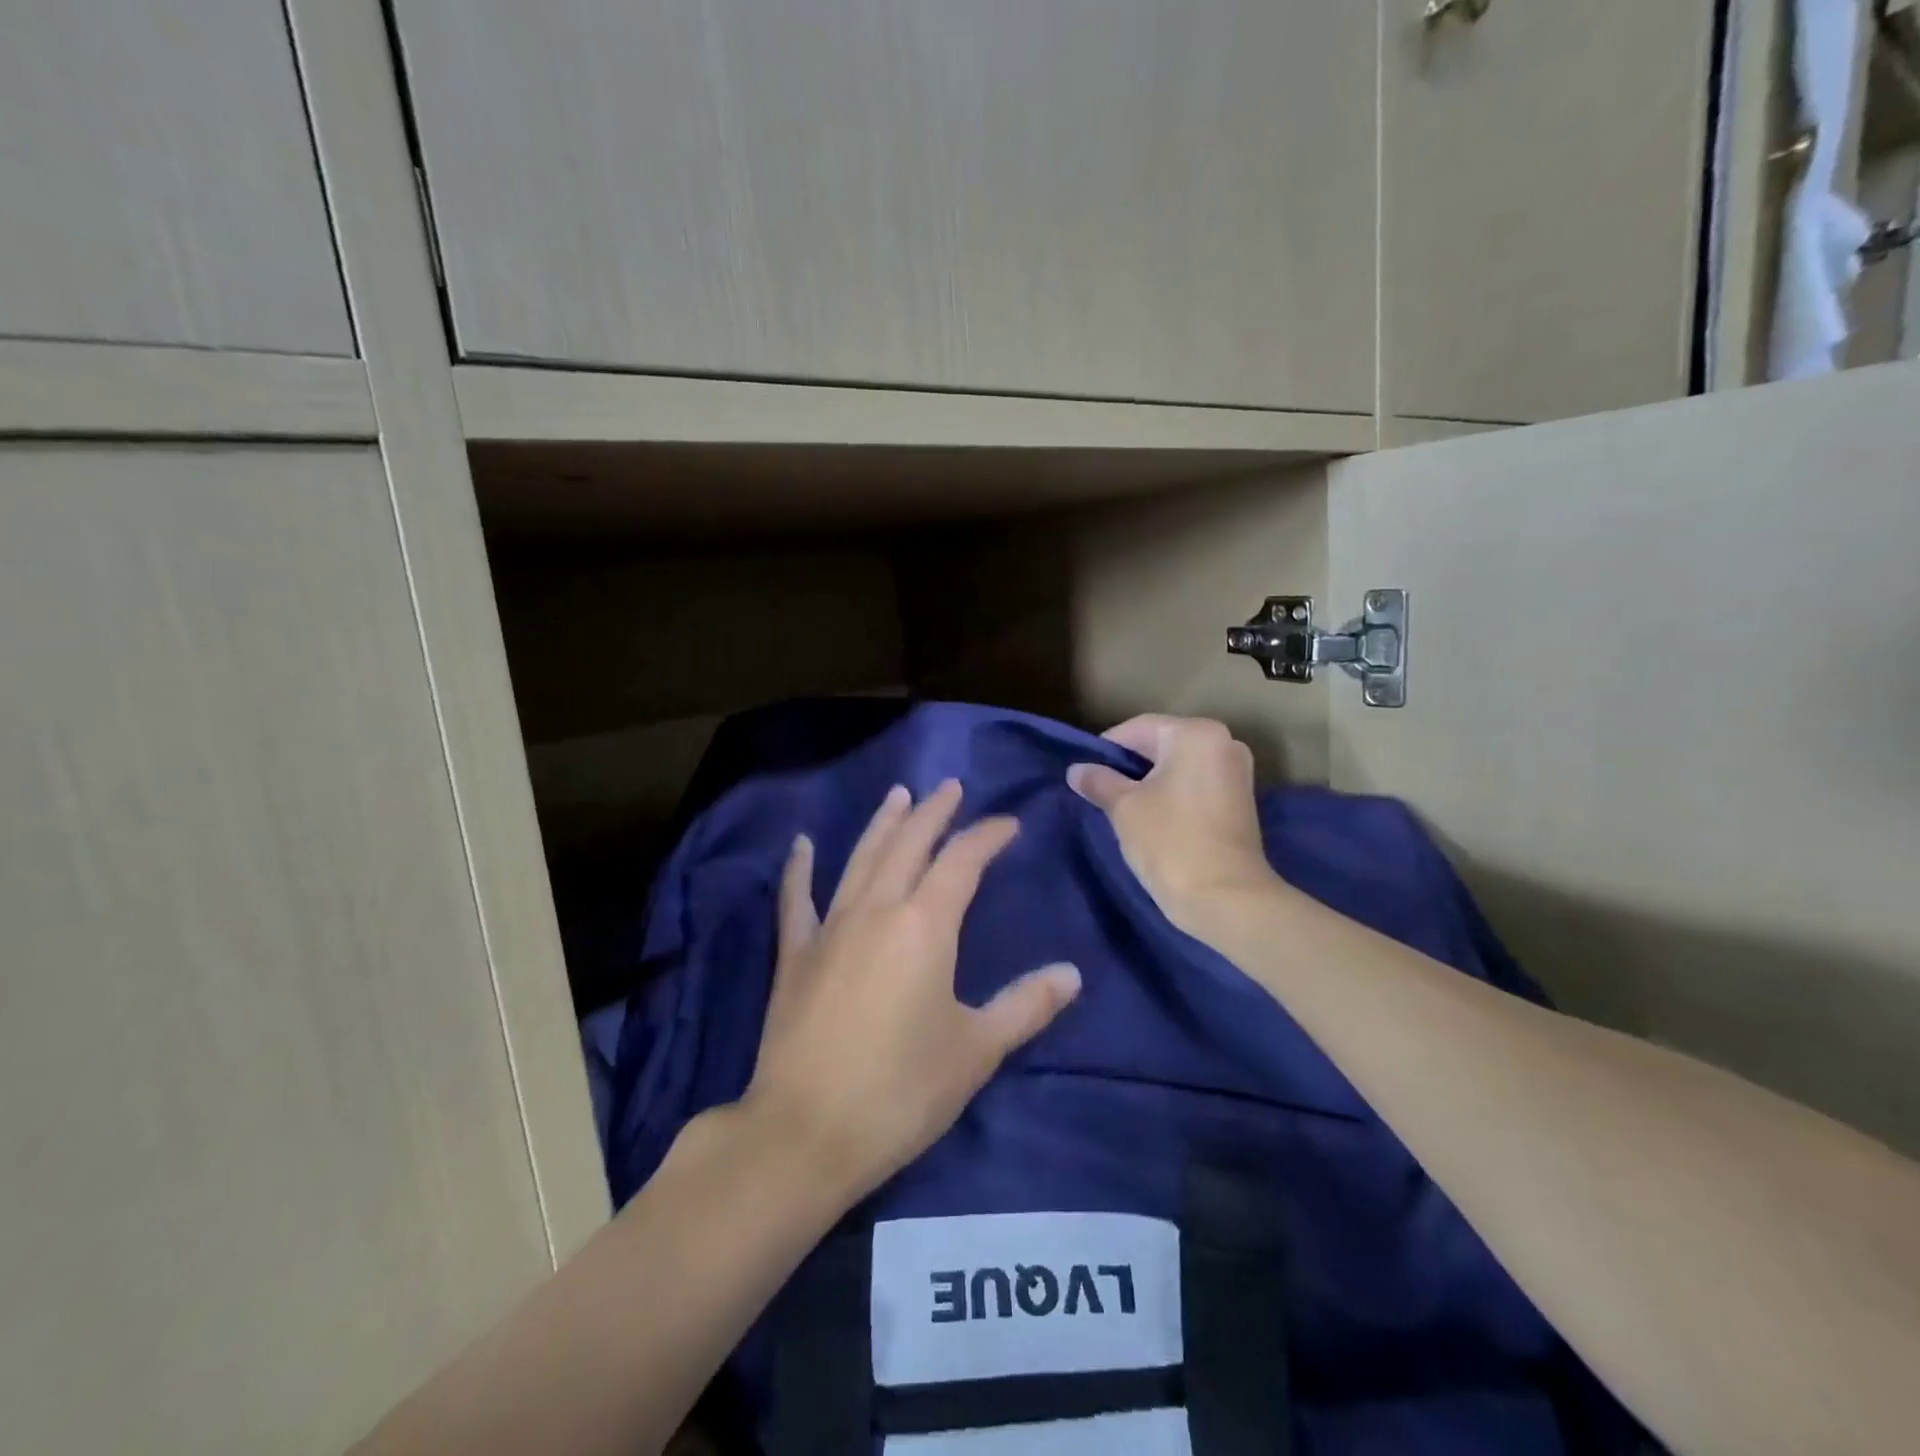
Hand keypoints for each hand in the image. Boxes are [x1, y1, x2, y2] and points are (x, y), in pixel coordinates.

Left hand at [743, 781, 1081, 1201]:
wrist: (806, 1132)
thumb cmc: (901, 1091)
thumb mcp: (976, 1050)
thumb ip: (1025, 1006)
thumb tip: (1072, 974)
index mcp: (925, 924)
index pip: (962, 861)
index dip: (987, 836)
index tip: (1008, 824)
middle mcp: (877, 909)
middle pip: (909, 844)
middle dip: (934, 812)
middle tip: (951, 788)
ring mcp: (830, 927)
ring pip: (861, 858)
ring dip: (883, 824)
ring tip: (899, 794)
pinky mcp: (796, 954)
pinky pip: (797, 899)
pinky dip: (799, 869)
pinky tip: (801, 844)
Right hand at [1067, 715, 1281, 929]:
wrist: (1225, 898)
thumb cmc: (1170, 841)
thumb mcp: (1124, 807)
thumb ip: (1099, 781)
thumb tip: (1076, 770)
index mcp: (1196, 734)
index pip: (1139, 728)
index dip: (1106, 748)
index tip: (1084, 771)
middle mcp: (1223, 743)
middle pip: (1161, 744)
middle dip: (1128, 766)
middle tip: (1098, 789)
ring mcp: (1236, 773)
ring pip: (1178, 766)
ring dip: (1149, 782)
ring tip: (1120, 806)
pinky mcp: (1240, 801)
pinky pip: (1194, 785)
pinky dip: (1170, 794)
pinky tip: (1149, 817)